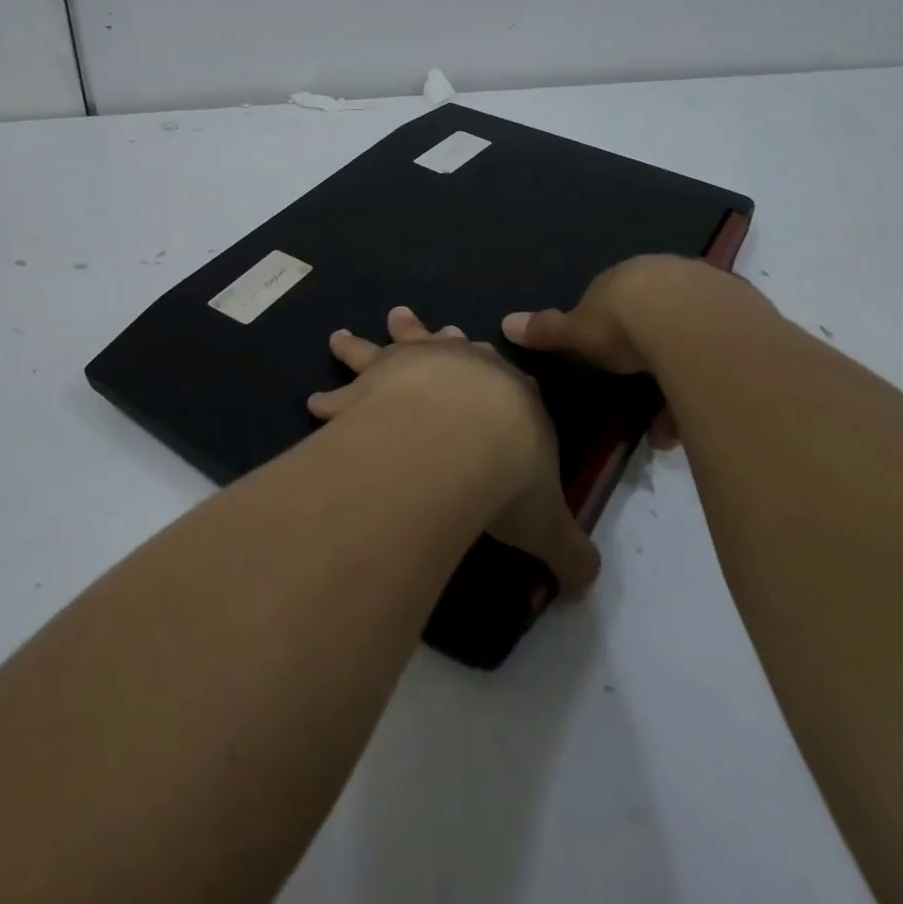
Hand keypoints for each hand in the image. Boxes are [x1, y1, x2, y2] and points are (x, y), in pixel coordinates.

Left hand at [308, 306, 601, 596]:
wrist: (459, 436)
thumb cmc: (509, 472)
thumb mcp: (547, 522)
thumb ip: (567, 551)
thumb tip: (588, 586)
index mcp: (510, 392)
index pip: (508, 378)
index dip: (498, 374)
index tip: (489, 362)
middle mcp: (460, 366)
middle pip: (445, 344)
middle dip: (432, 336)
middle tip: (407, 317)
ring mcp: (412, 367)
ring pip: (387, 348)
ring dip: (364, 343)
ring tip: (340, 337)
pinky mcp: (370, 382)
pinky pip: (344, 390)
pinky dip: (330, 398)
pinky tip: (314, 403)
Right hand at [502, 256, 778, 440]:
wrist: (694, 329)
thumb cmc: (626, 325)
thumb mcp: (579, 332)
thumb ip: (547, 329)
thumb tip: (506, 322)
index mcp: (632, 275)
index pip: (621, 298)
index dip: (614, 329)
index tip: (611, 360)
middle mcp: (675, 275)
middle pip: (661, 318)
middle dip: (652, 356)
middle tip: (644, 392)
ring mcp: (717, 294)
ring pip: (696, 339)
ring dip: (683, 379)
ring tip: (671, 430)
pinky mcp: (752, 319)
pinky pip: (725, 355)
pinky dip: (710, 386)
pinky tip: (702, 420)